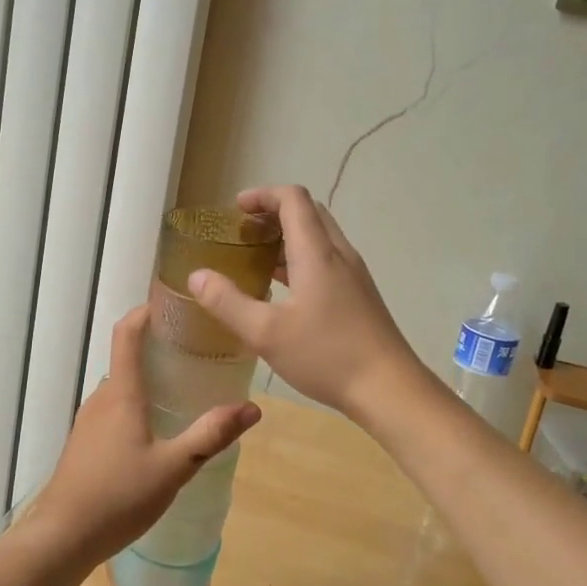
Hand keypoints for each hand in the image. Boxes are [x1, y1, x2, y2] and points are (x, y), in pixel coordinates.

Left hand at [29, 306, 259, 564]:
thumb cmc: (118, 496)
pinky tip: (159, 429)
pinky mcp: (86, 443)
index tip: (173, 304)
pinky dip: (138, 404)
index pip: (127, 333)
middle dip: (159, 348)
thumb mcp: (174, 467)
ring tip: (186, 388)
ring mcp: (90, 421)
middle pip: (128, 358)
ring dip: (149, 379)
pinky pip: (115, 408)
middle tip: (198, 351)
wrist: (62, 537)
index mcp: (122, 393)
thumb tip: (252, 407)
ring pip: (123, 387)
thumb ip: (211, 435)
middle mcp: (102, 398)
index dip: (146, 312)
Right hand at [187, 184, 423, 421]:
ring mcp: (353, 275)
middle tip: (243, 233)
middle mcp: (339, 254)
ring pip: (318, 238)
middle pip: (308, 213)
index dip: (263, 196)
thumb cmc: (326, 355)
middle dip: (273, 214)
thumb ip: (227, 302)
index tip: (235, 210)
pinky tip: (282, 291)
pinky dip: (300, 260)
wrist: (390, 389)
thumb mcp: (266, 332)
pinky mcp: (359, 295)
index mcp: (317, 252)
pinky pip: (326, 261)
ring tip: (255, 259)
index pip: (293, 199)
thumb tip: (196, 275)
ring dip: (287, 238)